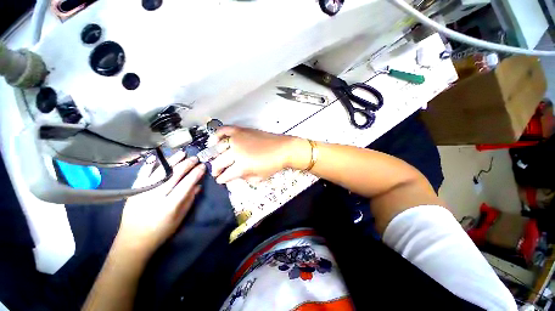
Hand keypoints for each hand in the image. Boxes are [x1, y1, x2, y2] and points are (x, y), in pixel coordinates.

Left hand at [116, 151, 204, 256]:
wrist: (133, 241)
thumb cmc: (161, 231)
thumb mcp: (180, 218)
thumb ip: (189, 200)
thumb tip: (198, 185)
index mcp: (170, 205)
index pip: (186, 184)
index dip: (196, 174)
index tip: (203, 166)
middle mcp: (156, 196)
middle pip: (174, 175)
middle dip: (186, 165)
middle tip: (195, 158)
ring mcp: (142, 192)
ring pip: (160, 172)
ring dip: (172, 161)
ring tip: (182, 153)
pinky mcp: (133, 191)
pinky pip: (142, 174)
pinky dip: (150, 165)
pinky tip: (157, 156)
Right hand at [210, 126, 309, 183]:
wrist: (283, 149)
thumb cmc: (273, 164)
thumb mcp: (259, 177)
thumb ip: (244, 177)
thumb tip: (235, 175)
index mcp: (242, 166)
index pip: (226, 175)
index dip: (222, 179)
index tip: (220, 180)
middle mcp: (236, 152)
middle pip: (219, 161)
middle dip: (215, 169)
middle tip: (216, 172)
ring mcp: (238, 140)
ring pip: (219, 147)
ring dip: (214, 155)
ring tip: (214, 158)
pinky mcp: (241, 131)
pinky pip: (224, 130)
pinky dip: (217, 134)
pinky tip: (213, 140)